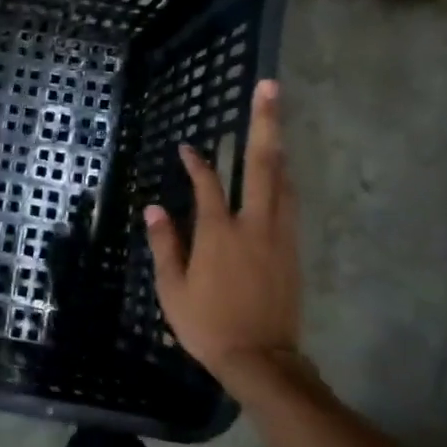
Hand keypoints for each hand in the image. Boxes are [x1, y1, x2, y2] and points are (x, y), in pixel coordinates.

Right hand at [144, 80, 303, 392]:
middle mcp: (254, 225)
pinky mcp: (293, 250)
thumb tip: (154, 207)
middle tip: (270, 87)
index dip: (196, 162)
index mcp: (219, 233)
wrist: (261, 359)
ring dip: (279, 147)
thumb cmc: (208, 324)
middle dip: (266, 122)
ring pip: (284, 180)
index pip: (208, 184)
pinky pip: (290, 203)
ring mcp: (279, 235)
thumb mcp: (172, 288)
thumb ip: (164, 244)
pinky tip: (280, 172)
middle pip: (263, 164)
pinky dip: (283, 180)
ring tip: (276, 119)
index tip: (186, 147)